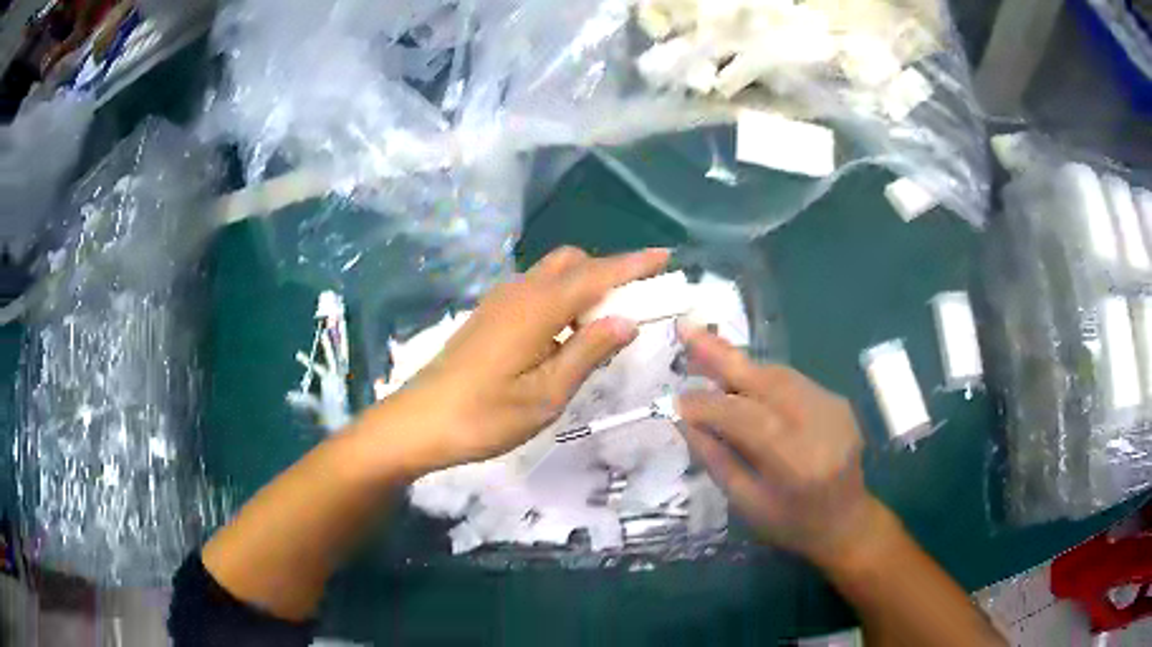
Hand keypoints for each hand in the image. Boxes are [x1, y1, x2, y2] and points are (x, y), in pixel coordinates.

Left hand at [381, 247, 669, 473]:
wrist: (419, 422)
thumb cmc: (485, 415)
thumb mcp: (547, 394)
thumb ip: (588, 352)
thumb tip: (627, 320)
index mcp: (538, 308)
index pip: (597, 275)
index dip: (633, 265)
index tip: (666, 257)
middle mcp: (520, 292)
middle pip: (572, 262)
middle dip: (608, 273)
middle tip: (633, 305)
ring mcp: (500, 301)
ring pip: (552, 274)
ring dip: (583, 286)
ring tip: (601, 327)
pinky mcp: (488, 316)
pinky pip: (535, 290)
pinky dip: (561, 298)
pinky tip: (563, 335)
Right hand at [675, 323, 885, 563]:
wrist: (847, 520)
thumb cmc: (792, 523)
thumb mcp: (746, 503)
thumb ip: (716, 458)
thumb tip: (685, 419)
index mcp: (796, 462)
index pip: (745, 418)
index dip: (708, 406)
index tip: (676, 401)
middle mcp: (820, 424)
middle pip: (766, 380)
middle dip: (722, 355)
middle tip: (686, 329)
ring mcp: (833, 407)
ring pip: (778, 374)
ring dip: (740, 365)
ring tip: (704, 352)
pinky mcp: (837, 399)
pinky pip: (792, 380)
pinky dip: (761, 377)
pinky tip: (741, 381)